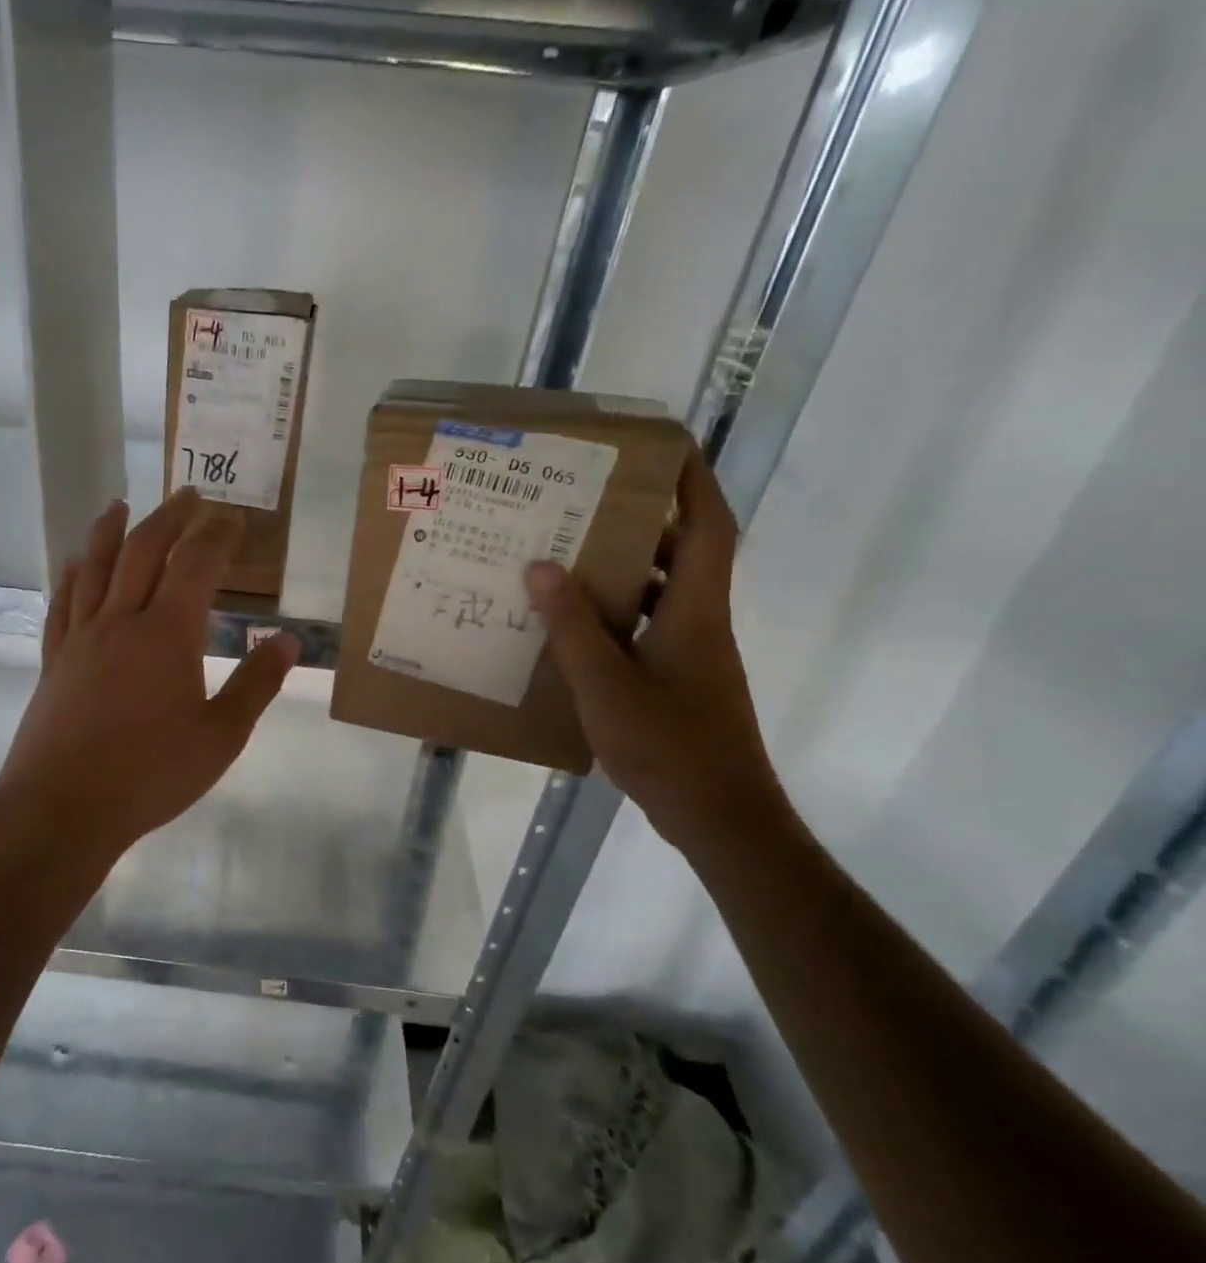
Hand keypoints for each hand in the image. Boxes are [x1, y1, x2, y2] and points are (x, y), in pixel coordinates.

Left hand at [0, 488, 300, 866]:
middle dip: (170, 517)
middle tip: (187, 495)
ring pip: (95, 567)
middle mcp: (121, 620)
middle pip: (143, 551)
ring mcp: (82, 637)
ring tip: (121, 505)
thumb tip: (288, 640)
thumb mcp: (221, 736)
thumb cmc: (151, 774)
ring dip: (111, 530)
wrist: (63, 808)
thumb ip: (256, 684)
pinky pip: (62, 603)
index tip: (233, 519)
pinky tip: (74, 562)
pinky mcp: (55, 660)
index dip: (216, 535)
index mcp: (167, 633)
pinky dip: (71, 574)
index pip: (196, 564)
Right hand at [524, 454, 792, 852]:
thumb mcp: (606, 684)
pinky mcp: (679, 680)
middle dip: (642, 521)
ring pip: (662, 593)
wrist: (719, 815)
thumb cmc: (668, 745)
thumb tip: (543, 566)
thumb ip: (573, 626)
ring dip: (624, 570)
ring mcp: (692, 654)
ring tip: (567, 557)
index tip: (665, 447)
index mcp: (694, 611)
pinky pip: (646, 628)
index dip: (693, 483)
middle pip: (682, 553)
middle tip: (586, 503)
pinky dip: (616, 616)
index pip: (708, 527)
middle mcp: (700, 622)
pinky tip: (572, 628)